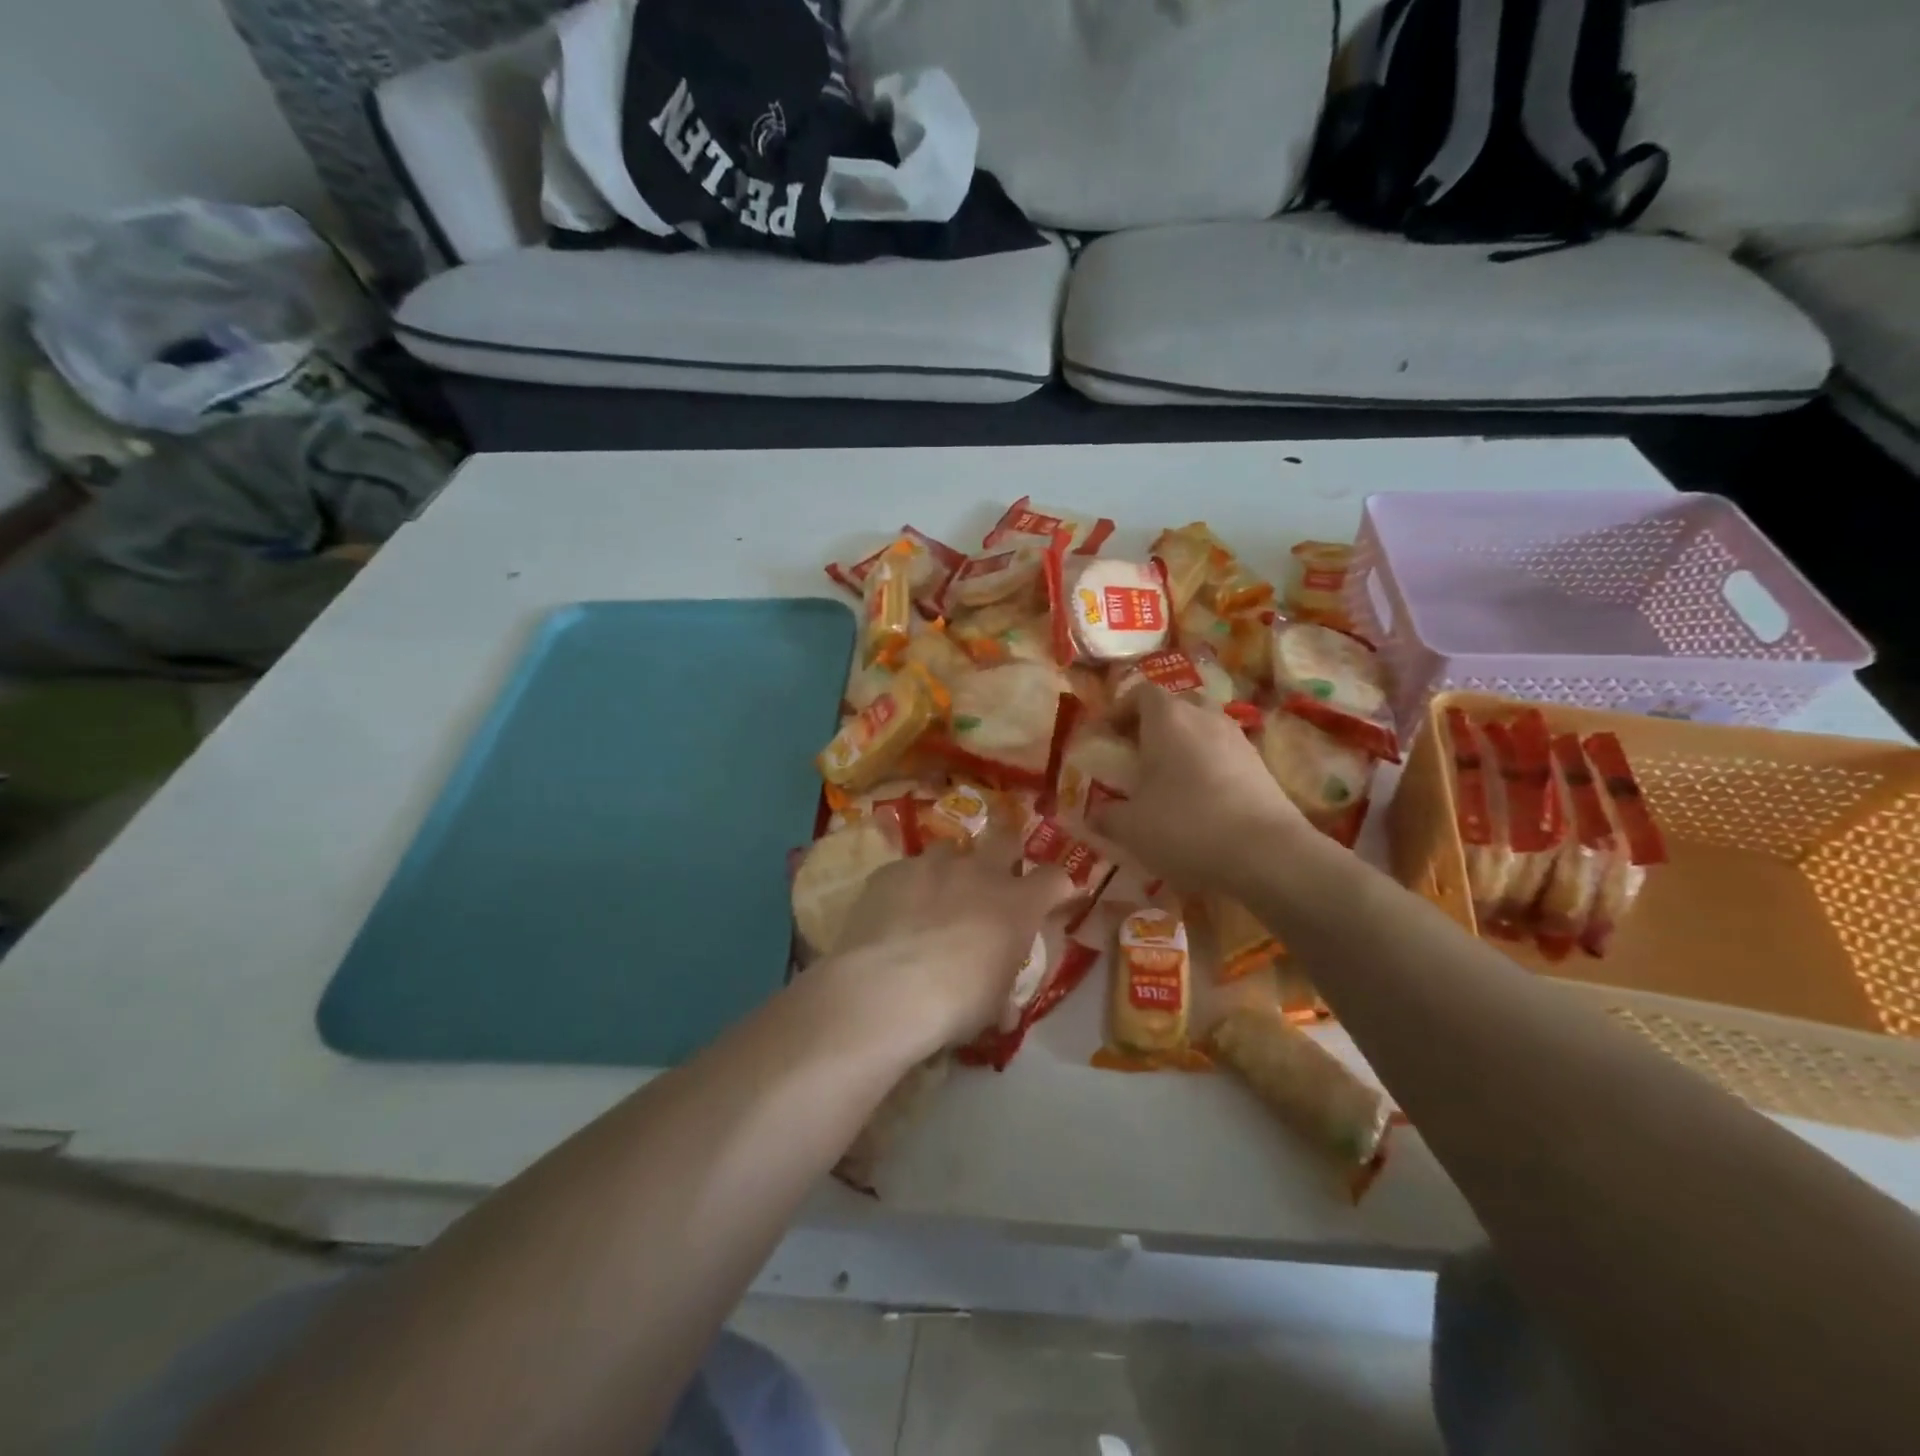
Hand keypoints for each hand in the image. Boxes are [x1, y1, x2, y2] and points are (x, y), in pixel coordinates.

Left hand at [826, 829, 1078, 1052]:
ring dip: (951, 867)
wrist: (887, 989)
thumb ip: (1003, 995)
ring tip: (937, 894)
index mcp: (1017, 904)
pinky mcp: (892, 870)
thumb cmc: (956, 1002)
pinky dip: (907, 887)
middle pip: (1005, 838)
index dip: (1055, 886)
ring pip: (950, 848)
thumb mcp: (993, 1007)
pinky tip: (894, 912)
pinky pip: (906, 870)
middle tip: (996, 873)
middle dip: (1006, 850)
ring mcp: (932, 865)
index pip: (1054, 878)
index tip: (1052, 898)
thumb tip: (1004, 1010)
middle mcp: (980, 872)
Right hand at [1093, 686, 1307, 895]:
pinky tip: (1199, 801)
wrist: (1267, 854)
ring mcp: (1237, 739)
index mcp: (1168, 718)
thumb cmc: (1186, 826)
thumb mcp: (1131, 827)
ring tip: (1167, 780)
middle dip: (1152, 725)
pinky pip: (1223, 754)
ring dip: (1182, 746)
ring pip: (1202, 728)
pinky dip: (1206, 766)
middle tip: (1136, 755)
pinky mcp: (1260, 766)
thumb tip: (1094, 814)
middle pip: (1175, 705)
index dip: (1119, 710)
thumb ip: (1106, 816)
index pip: (1140, 693)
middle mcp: (1204, 717)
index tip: (1104, 736)